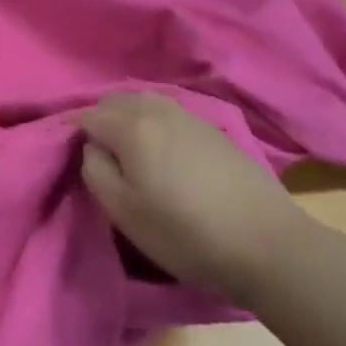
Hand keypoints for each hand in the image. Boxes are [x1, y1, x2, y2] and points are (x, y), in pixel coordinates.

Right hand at [76, 94, 304, 303]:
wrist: (267, 243)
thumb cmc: (186, 233)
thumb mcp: (125, 213)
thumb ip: (95, 171)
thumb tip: (92, 147)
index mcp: (130, 126)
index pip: (87, 115)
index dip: (77, 136)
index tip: (82, 161)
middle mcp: (156, 109)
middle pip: (114, 101)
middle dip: (102, 121)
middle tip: (105, 158)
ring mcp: (187, 114)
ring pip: (142, 103)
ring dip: (129, 120)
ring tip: (133, 155)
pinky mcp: (211, 127)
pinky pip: (167, 113)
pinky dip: (154, 124)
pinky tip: (165, 153)